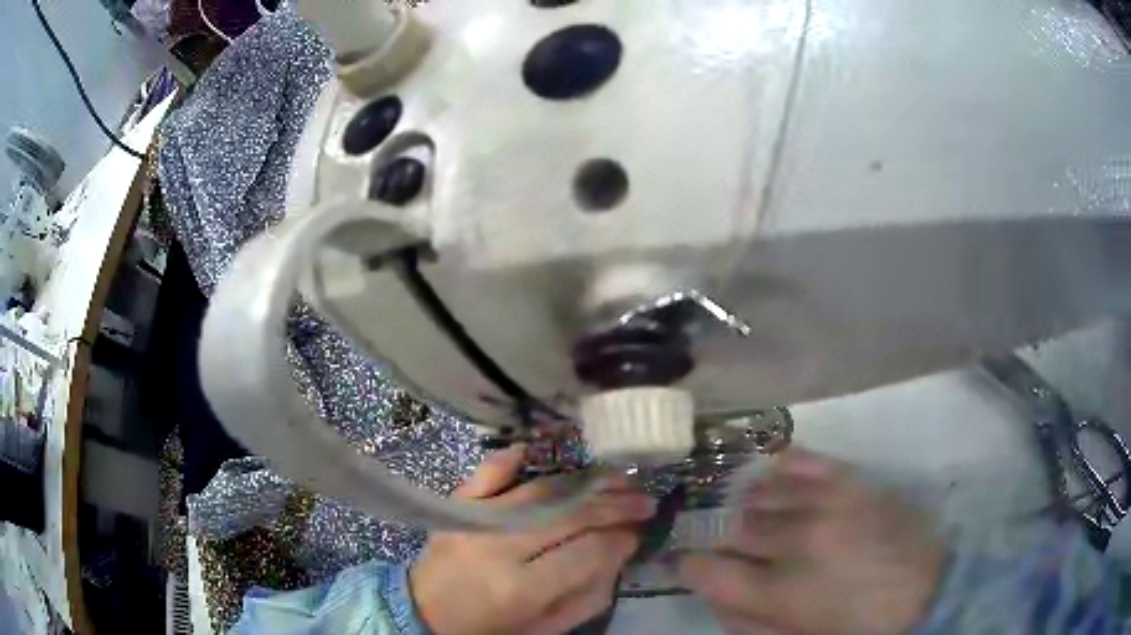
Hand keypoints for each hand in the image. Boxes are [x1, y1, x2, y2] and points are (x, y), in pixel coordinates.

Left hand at [410, 446, 655, 634]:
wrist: (423, 614)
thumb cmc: (488, 630)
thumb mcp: (542, 629)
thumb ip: (585, 598)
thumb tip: (618, 554)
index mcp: (519, 589)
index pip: (585, 552)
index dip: (618, 541)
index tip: (638, 535)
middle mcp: (497, 547)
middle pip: (567, 516)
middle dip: (613, 506)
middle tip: (644, 499)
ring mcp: (473, 521)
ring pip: (539, 491)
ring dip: (582, 481)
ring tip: (615, 477)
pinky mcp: (456, 507)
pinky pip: (487, 474)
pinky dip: (511, 459)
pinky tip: (536, 450)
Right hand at [676, 450, 945, 634]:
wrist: (928, 589)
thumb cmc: (858, 628)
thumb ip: (746, 625)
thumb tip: (713, 596)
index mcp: (781, 592)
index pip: (709, 571)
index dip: (687, 565)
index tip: (682, 562)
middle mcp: (797, 541)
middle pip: (733, 526)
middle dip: (716, 533)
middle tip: (715, 538)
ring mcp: (826, 503)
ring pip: (762, 491)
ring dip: (745, 503)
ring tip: (745, 512)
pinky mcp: (851, 480)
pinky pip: (802, 459)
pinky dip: (779, 465)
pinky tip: (770, 473)